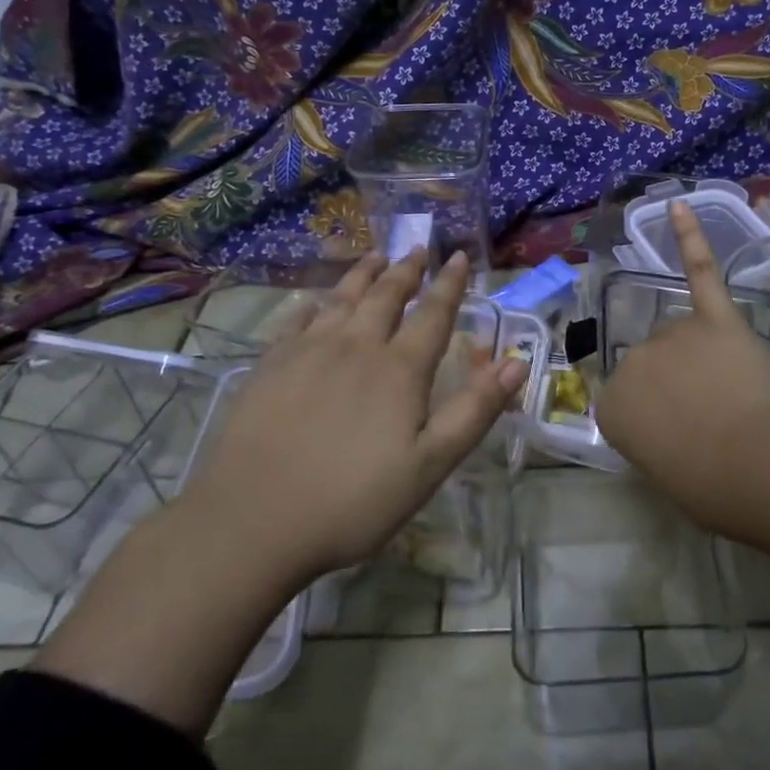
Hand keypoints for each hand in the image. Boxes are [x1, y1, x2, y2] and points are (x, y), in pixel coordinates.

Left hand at [175, 249, 527, 584]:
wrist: (253, 521)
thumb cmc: (353, 501)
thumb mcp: (430, 465)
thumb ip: (474, 410)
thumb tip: (516, 362)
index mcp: (399, 369)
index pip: (433, 314)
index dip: (450, 284)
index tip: (460, 256)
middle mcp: (355, 347)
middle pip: (386, 296)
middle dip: (407, 270)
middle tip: (418, 248)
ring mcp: (307, 353)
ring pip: (341, 299)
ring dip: (363, 275)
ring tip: (375, 257)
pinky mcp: (270, 367)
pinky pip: (297, 321)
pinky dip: (314, 304)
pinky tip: (315, 302)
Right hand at [596, 200, 769, 529]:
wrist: (753, 463)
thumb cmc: (705, 484)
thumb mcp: (661, 470)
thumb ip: (654, 436)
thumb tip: (673, 423)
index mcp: (610, 406)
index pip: (627, 401)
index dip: (659, 419)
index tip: (682, 437)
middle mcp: (631, 361)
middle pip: (653, 363)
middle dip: (679, 385)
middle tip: (712, 417)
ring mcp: (671, 334)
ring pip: (682, 335)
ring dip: (701, 357)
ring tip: (731, 390)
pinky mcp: (713, 316)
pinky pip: (698, 272)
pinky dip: (690, 238)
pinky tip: (679, 206)